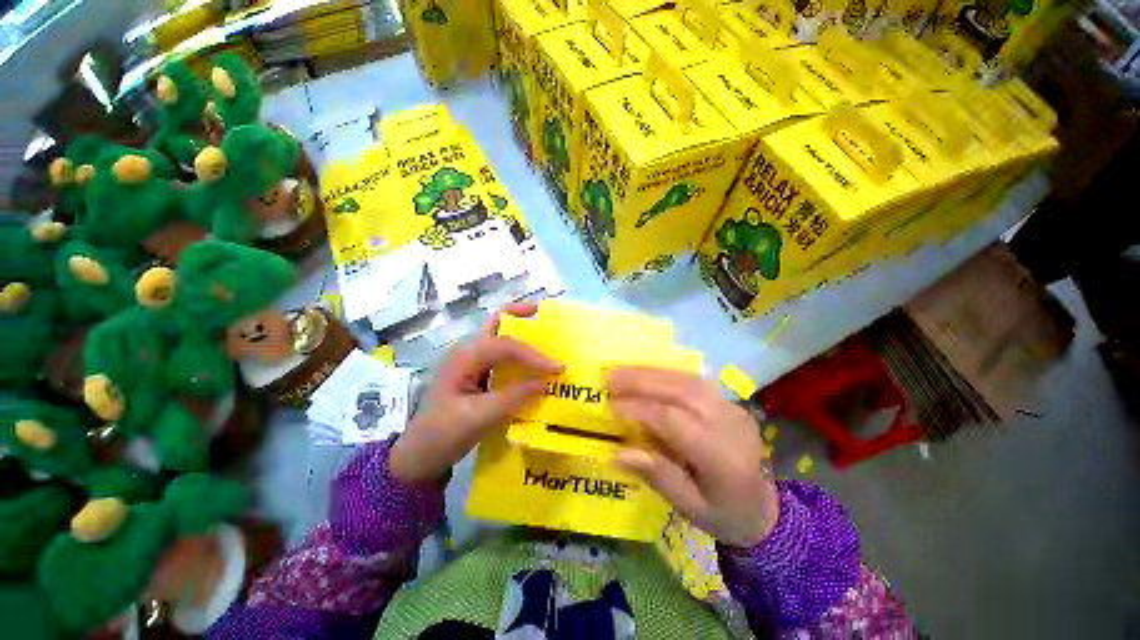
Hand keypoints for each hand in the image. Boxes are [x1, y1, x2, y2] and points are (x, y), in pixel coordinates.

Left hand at [389, 303, 563, 483]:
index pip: (505, 345)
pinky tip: (535, 374)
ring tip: (550, 346)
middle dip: (522, 318)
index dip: (534, 355)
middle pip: (497, 325)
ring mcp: (469, 367)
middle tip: (550, 321)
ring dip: (523, 341)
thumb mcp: (479, 417)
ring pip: (499, 342)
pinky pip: (499, 363)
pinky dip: (518, 362)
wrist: (421, 454)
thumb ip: (512, 398)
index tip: (560, 369)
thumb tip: (545, 383)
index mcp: (464, 358)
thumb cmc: (444, 433)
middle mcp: (467, 354)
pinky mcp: (474, 382)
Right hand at [608, 367, 778, 546]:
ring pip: (694, 381)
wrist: (761, 509)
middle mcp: (731, 425)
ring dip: (656, 374)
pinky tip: (648, 379)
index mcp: (720, 456)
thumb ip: (659, 476)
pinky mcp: (734, 406)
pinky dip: (671, 379)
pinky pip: (700, 386)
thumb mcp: (688, 507)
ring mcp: (736, 411)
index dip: (640, 410)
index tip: (608, 406)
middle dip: (644, 381)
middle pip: (685, 391)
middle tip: (607, 378)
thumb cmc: (721, 515)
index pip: (675, 420)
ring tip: (621, 373)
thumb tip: (619, 452)